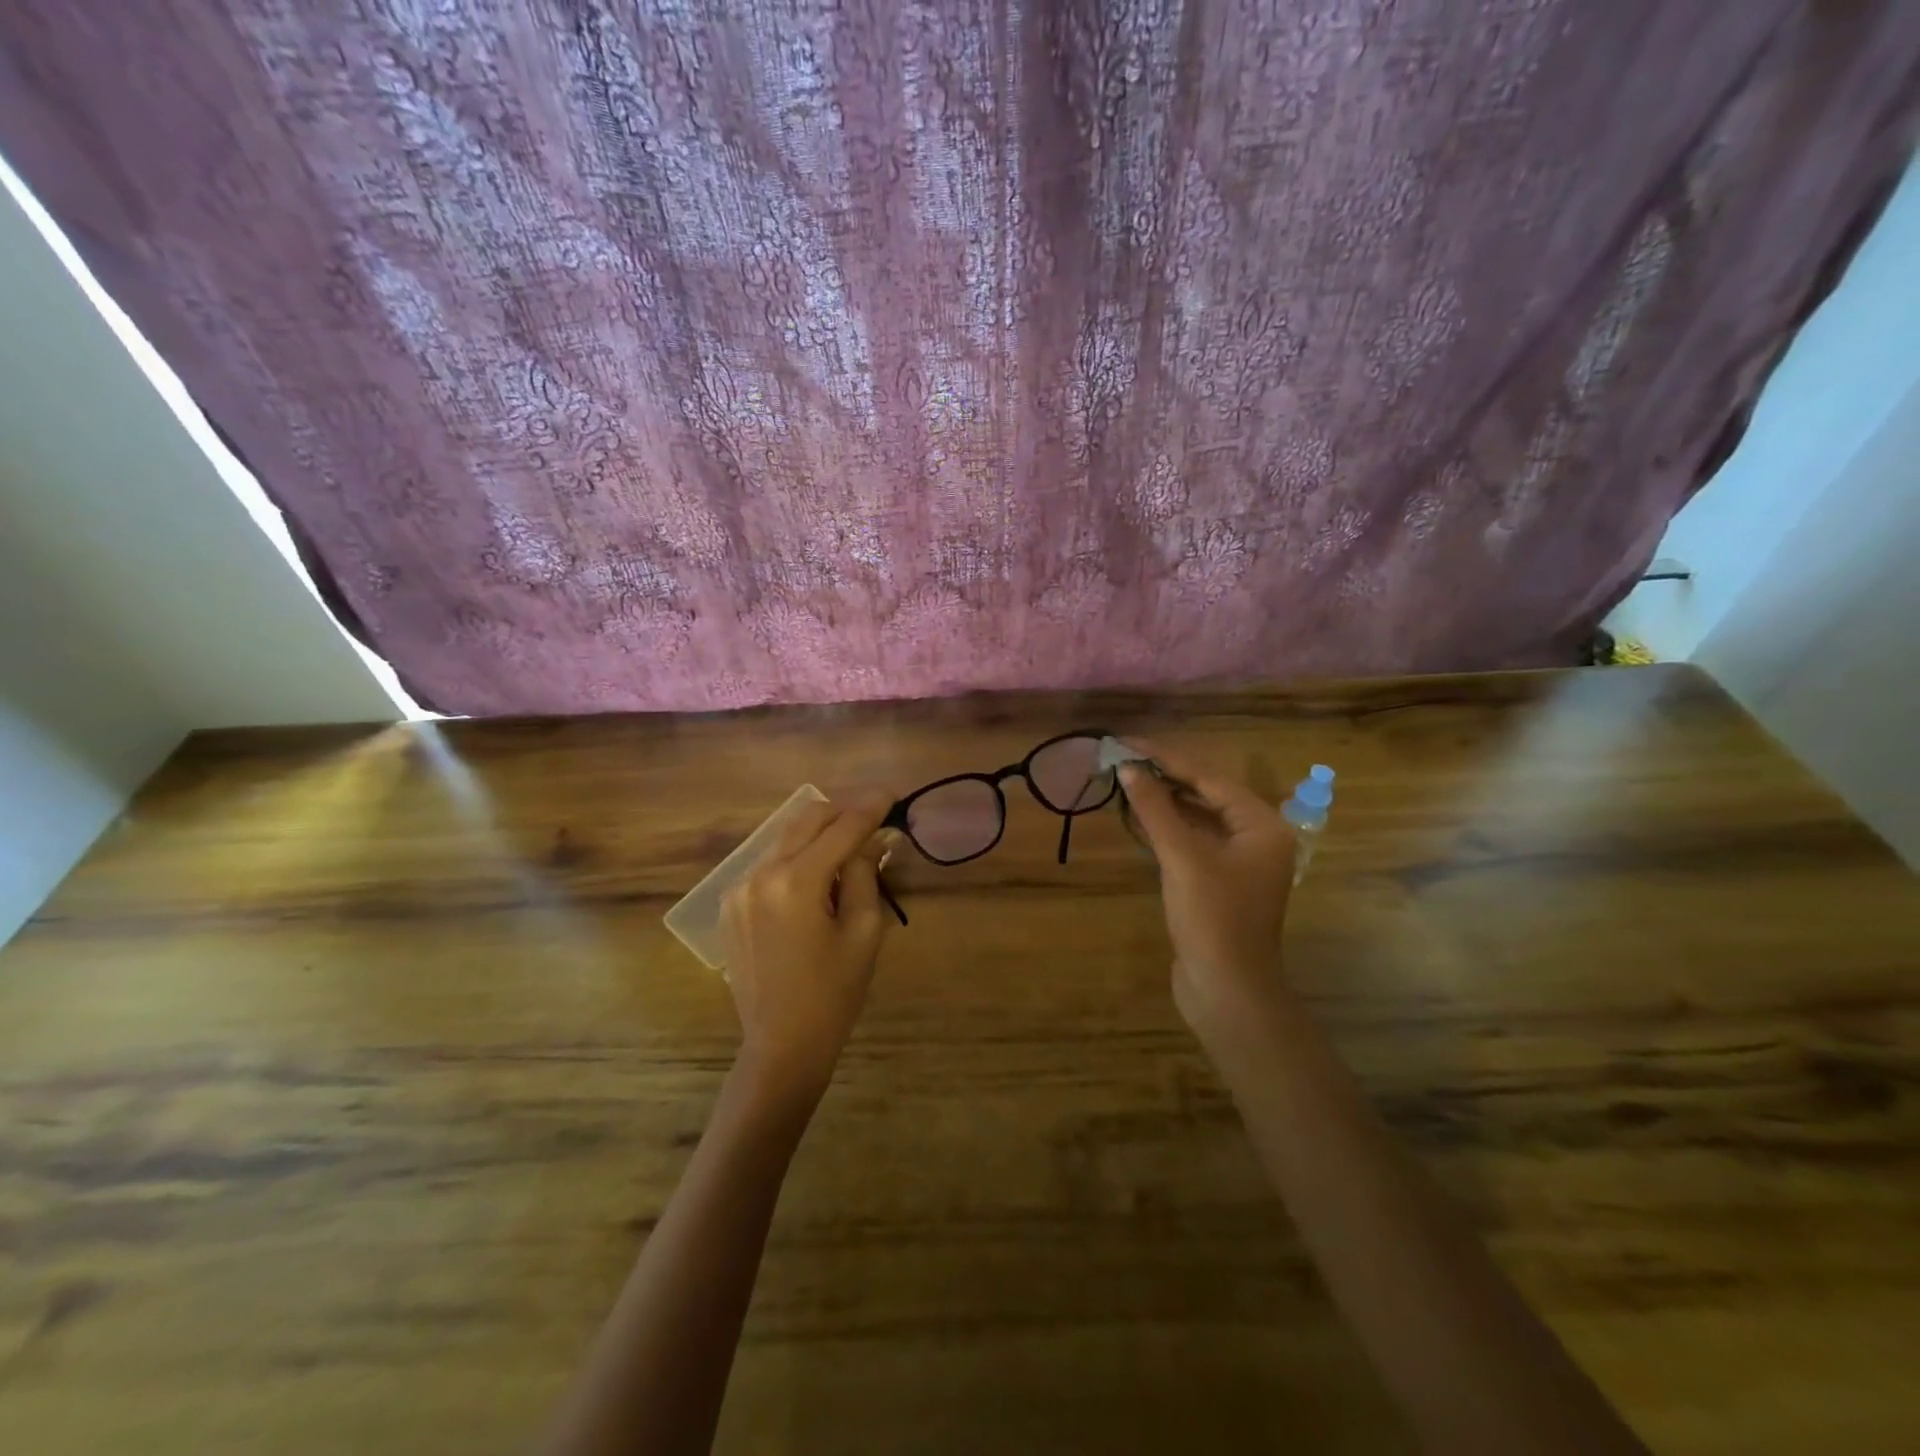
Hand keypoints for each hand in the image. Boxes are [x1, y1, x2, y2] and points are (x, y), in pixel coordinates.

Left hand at [719, 793, 893, 1101]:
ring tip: (850, 846)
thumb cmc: (833, 993)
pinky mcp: (730, 903)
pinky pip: (769, 863)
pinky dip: (797, 857)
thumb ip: (865, 874)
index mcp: (795, 882)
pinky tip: (817, 877)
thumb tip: (873, 839)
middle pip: (806, 819)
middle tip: (874, 816)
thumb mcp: (863, 932)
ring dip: (820, 833)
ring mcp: (738, 888)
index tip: (892, 793)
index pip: (841, 828)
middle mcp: (760, 874)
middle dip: (843, 811)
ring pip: (785, 838)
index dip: (870, 807)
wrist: (781, 1044)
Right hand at [1117, 743, 1297, 1034]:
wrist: (1226, 990)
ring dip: (1163, 801)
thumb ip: (1156, 809)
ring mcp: (1238, 861)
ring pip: (1197, 817)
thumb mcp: (1182, 857)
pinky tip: (1139, 816)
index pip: (1208, 777)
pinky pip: (1191, 841)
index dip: (1166, 757)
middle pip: (1205, 794)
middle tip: (1123, 758)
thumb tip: (1129, 768)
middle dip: (1164, 776)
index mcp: (1260, 825)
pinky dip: (1166, 827)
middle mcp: (1255, 837)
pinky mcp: (1218, 882)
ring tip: (1126, 779)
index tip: (1129, 741)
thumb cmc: (1212, 918)